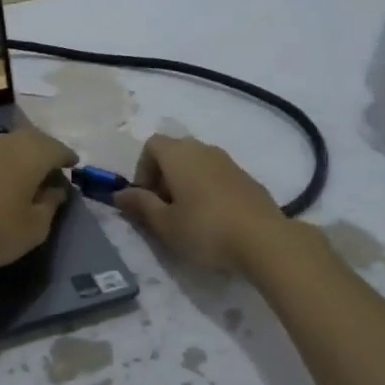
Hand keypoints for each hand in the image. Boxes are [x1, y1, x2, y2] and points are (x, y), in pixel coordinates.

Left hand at [0, 125, 78, 270]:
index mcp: (31, 154)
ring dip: (11, 160)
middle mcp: (3, 142)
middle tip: (46, 170)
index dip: (67, 158)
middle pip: (28, 141)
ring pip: (0, 148)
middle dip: (40, 153)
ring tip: (15, 178)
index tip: (72, 166)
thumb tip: (55, 191)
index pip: (57, 149)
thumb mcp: (33, 229)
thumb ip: (49, 207)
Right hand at [115, 135, 288, 272]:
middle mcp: (204, 149)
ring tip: (188, 217)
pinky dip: (207, 190)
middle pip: (174, 152)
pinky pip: (217, 176)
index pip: (151, 145)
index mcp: (179, 154)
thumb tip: (120, 193)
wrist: (264, 239)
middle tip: (164, 210)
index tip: (146, 199)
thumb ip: (140, 205)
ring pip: (197, 164)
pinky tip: (213, 220)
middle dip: (163, 177)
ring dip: (186, 184)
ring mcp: (229, 162)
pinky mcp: (248, 178)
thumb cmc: (205, 229)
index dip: (142, 170)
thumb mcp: (164, 224)